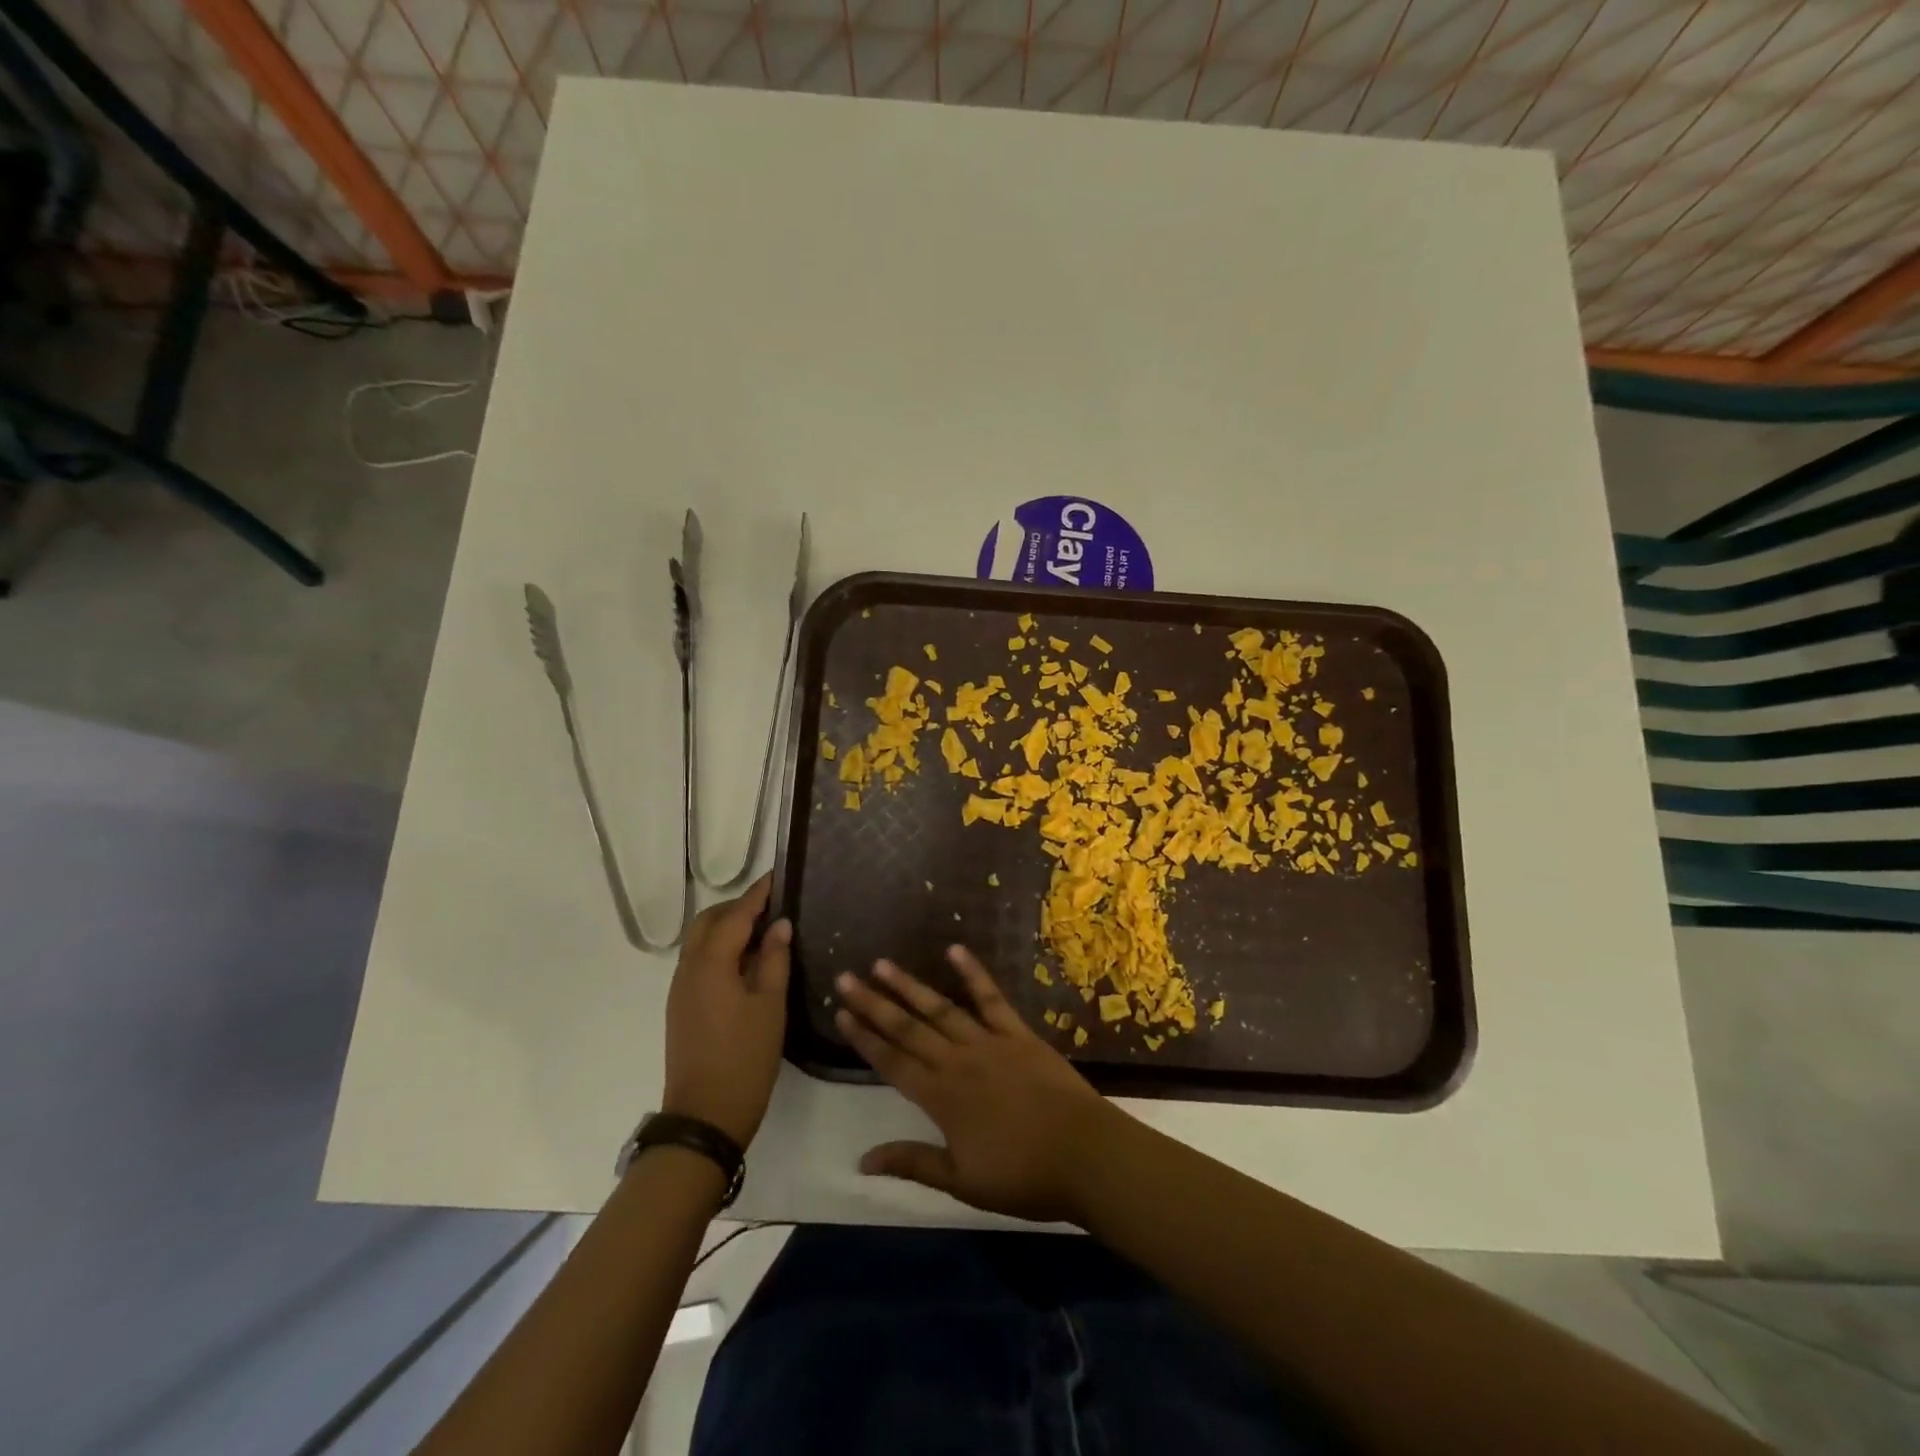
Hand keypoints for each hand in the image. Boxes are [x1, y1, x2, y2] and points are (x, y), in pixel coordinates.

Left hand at [662, 876, 789, 1147]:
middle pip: (709, 922)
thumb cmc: (744, 1058)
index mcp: (711, 963)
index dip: (759, 894)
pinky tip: (747, 962)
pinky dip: (721, 950)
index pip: (736, 914)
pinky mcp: (682, 1006)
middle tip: (773, 906)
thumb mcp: (770, 1005)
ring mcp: (681, 989)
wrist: (704, 1116)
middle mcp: (689, 968)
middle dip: (738, 907)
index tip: (780, 875)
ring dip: (728, 928)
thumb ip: (774, 959)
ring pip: (701, 941)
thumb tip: (779, 924)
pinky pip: (700, 962)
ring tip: (765, 931)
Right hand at [835, 946, 1118, 1223]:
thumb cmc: (1023, 1176)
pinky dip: (973, 973)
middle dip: (874, 1003)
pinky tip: (954, 949)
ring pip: (941, 1009)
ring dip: (910, 985)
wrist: (1085, 1155)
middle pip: (908, 1028)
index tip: (840, 1013)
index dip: (864, 1038)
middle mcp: (957, 1062)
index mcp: (941, 1098)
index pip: (892, 1062)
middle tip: (846, 977)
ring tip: (883, 964)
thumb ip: (912, 1162)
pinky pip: (991, 998)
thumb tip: (862, 1160)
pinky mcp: (1018, 1032)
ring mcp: (989, 1042)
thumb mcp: (962, 1181)